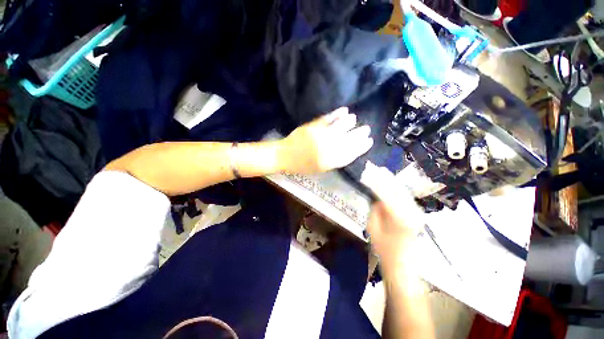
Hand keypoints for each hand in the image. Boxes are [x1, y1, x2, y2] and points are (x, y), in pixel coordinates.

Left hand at [280, 107, 373, 173]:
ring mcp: (319, 137)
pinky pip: (327, 120)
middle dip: (359, 135)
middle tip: (367, 129)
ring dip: (349, 123)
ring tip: (355, 119)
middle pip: (348, 141)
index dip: (361, 148)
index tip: (369, 142)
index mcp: (329, 162)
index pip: (350, 154)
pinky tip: (344, 110)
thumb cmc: (302, 165)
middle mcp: (327, 149)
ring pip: (339, 128)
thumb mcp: (320, 169)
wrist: (285, 156)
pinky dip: (336, 114)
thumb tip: (348, 151)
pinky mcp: (312, 127)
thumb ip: (334, 161)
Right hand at [361, 162, 423, 271]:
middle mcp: (412, 213)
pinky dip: (396, 187)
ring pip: (403, 190)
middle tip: (374, 168)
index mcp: (400, 219)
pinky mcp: (417, 212)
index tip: (368, 173)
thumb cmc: (383, 247)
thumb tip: (376, 193)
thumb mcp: (372, 226)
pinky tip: (390, 181)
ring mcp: (417, 212)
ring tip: (381, 170)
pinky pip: (405, 195)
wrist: (403, 261)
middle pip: (397, 189)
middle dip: (385, 178)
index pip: (386, 194)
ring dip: (391, 180)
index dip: (376, 182)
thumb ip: (375, 207)